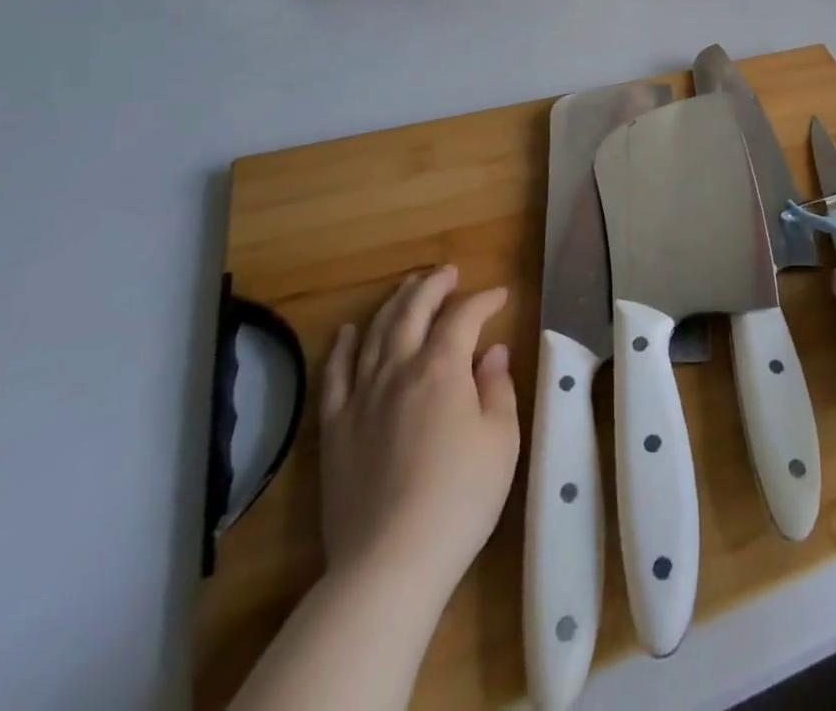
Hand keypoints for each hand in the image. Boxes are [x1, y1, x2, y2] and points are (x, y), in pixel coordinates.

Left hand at [320, 266, 519, 592]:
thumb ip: (497, 387)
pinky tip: (349, 331)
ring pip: (375, 332)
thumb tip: (492, 352)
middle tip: (448, 272)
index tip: (500, 296)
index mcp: (442, 367)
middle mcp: (398, 368)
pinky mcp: (335, 427)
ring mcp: (361, 396)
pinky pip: (335, 374)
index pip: (463, 316)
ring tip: (408, 287)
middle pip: (413, 310)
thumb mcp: (500, 440)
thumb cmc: (460, 498)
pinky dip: (343, 346)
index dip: (483, 300)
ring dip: (394, 303)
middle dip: (433, 285)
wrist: (389, 562)